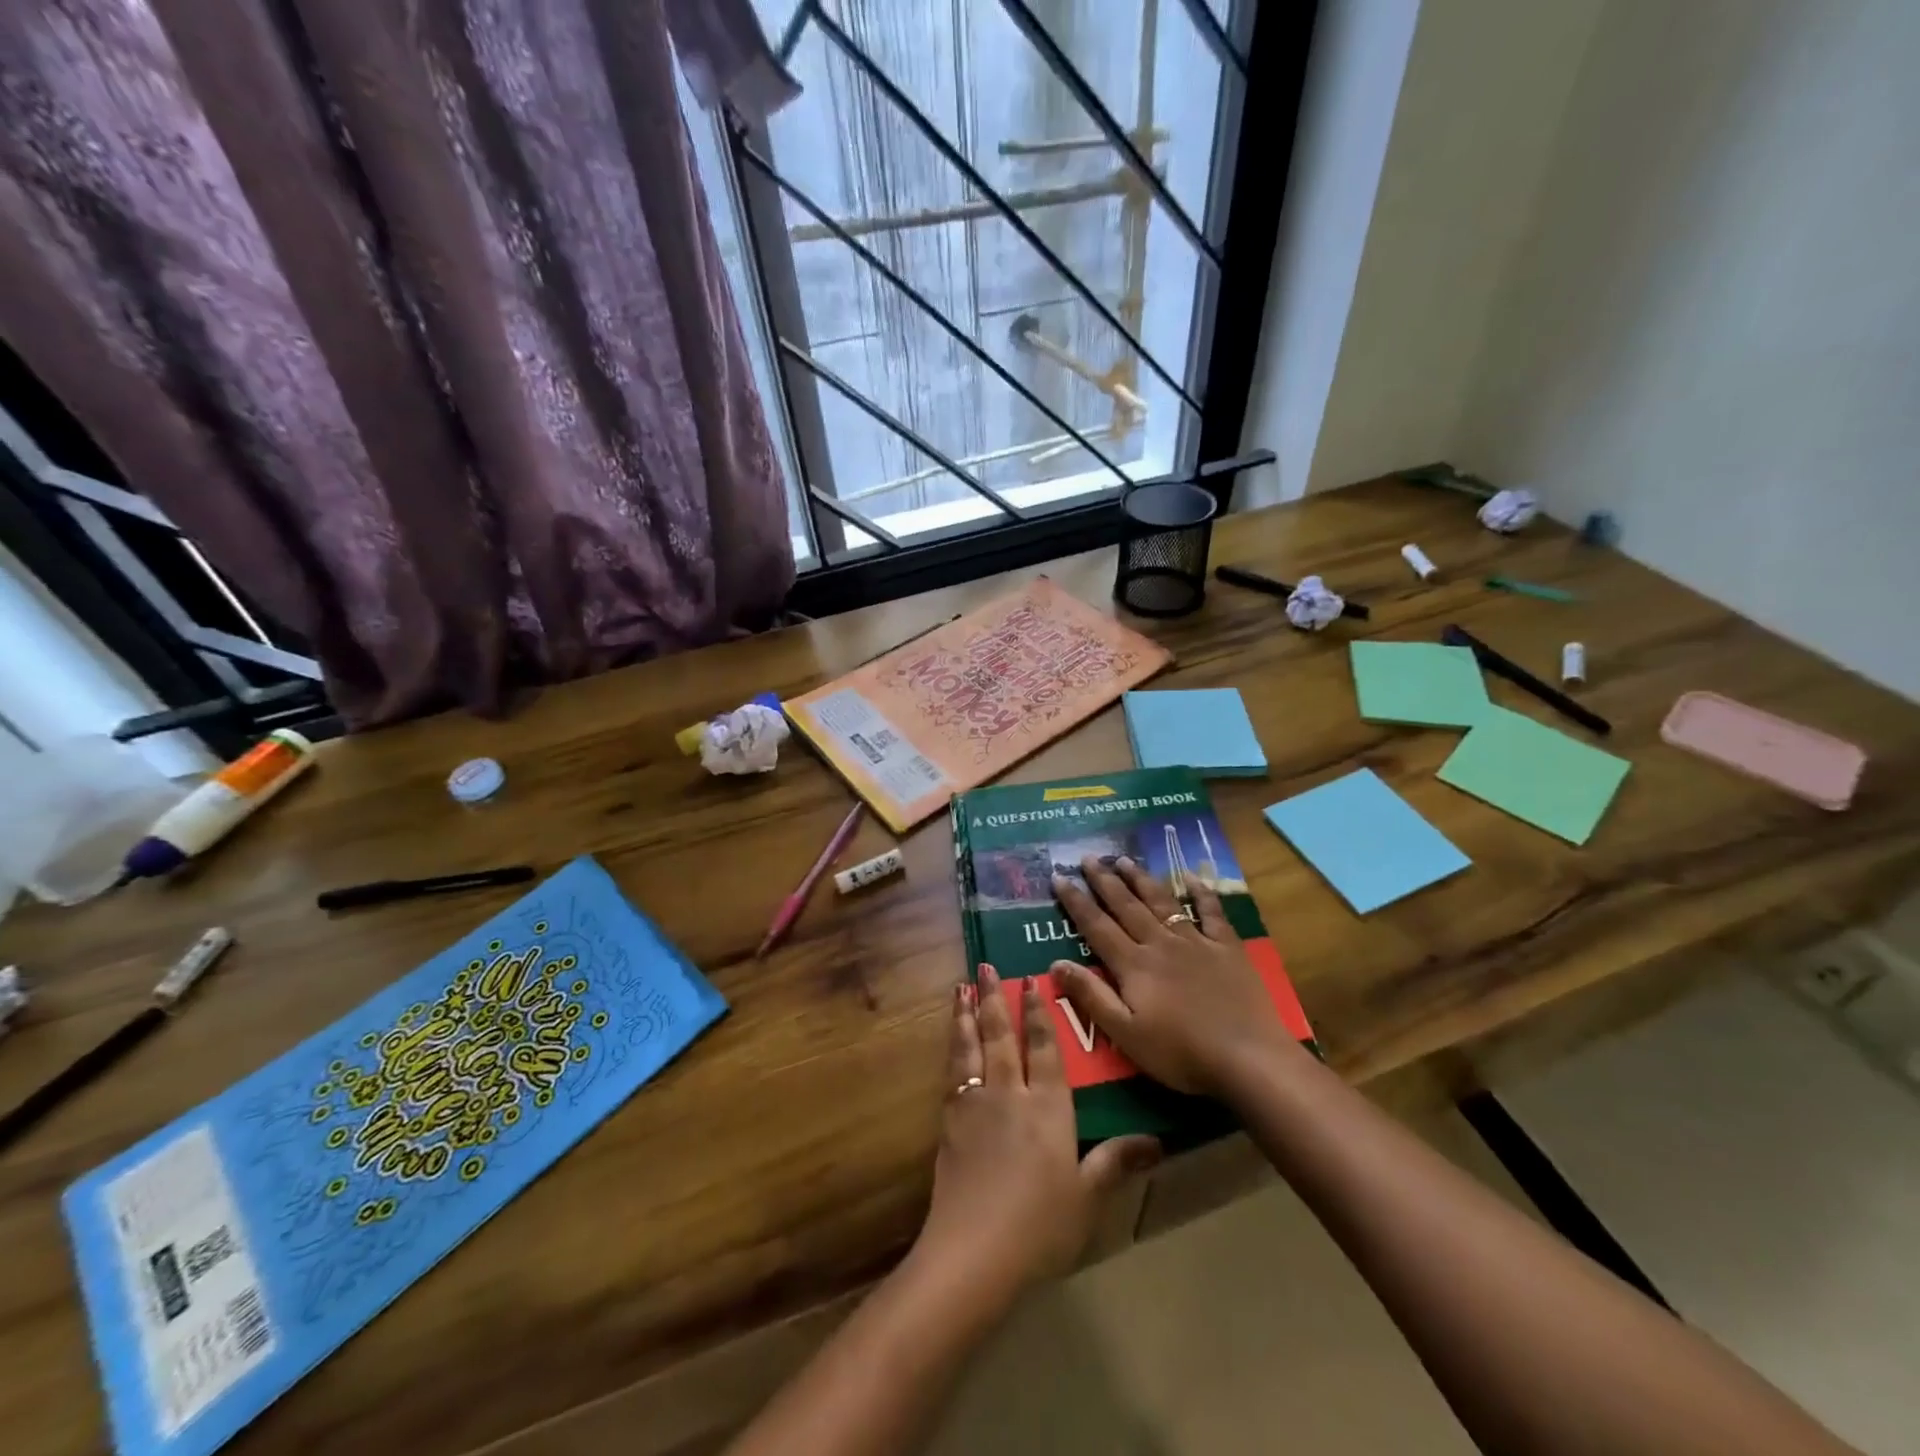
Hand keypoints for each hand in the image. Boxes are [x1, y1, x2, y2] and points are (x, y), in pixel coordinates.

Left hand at [913, 967, 1160, 1299]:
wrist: (974, 1250)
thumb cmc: (1040, 1225)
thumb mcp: (1088, 1196)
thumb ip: (1116, 1161)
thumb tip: (1157, 1142)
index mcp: (1048, 1106)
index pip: (1043, 1048)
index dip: (1037, 1013)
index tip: (1030, 982)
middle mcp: (1010, 1093)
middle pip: (1001, 1035)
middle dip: (993, 998)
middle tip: (985, 965)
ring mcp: (975, 1104)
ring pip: (970, 1046)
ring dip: (965, 1014)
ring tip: (960, 987)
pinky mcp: (949, 1121)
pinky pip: (952, 1071)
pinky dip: (951, 1047)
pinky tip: (950, 1040)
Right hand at [1050, 855, 1288, 1096]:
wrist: (1248, 1058)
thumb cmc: (1181, 1053)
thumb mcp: (1126, 1034)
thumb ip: (1091, 997)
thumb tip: (1055, 963)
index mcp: (1134, 965)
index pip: (1097, 926)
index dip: (1076, 901)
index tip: (1059, 877)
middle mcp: (1160, 944)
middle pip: (1127, 906)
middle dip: (1104, 881)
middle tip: (1088, 857)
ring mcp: (1196, 942)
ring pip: (1162, 902)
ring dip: (1141, 879)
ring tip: (1124, 859)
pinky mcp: (1227, 948)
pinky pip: (1211, 912)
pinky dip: (1201, 892)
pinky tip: (1191, 876)